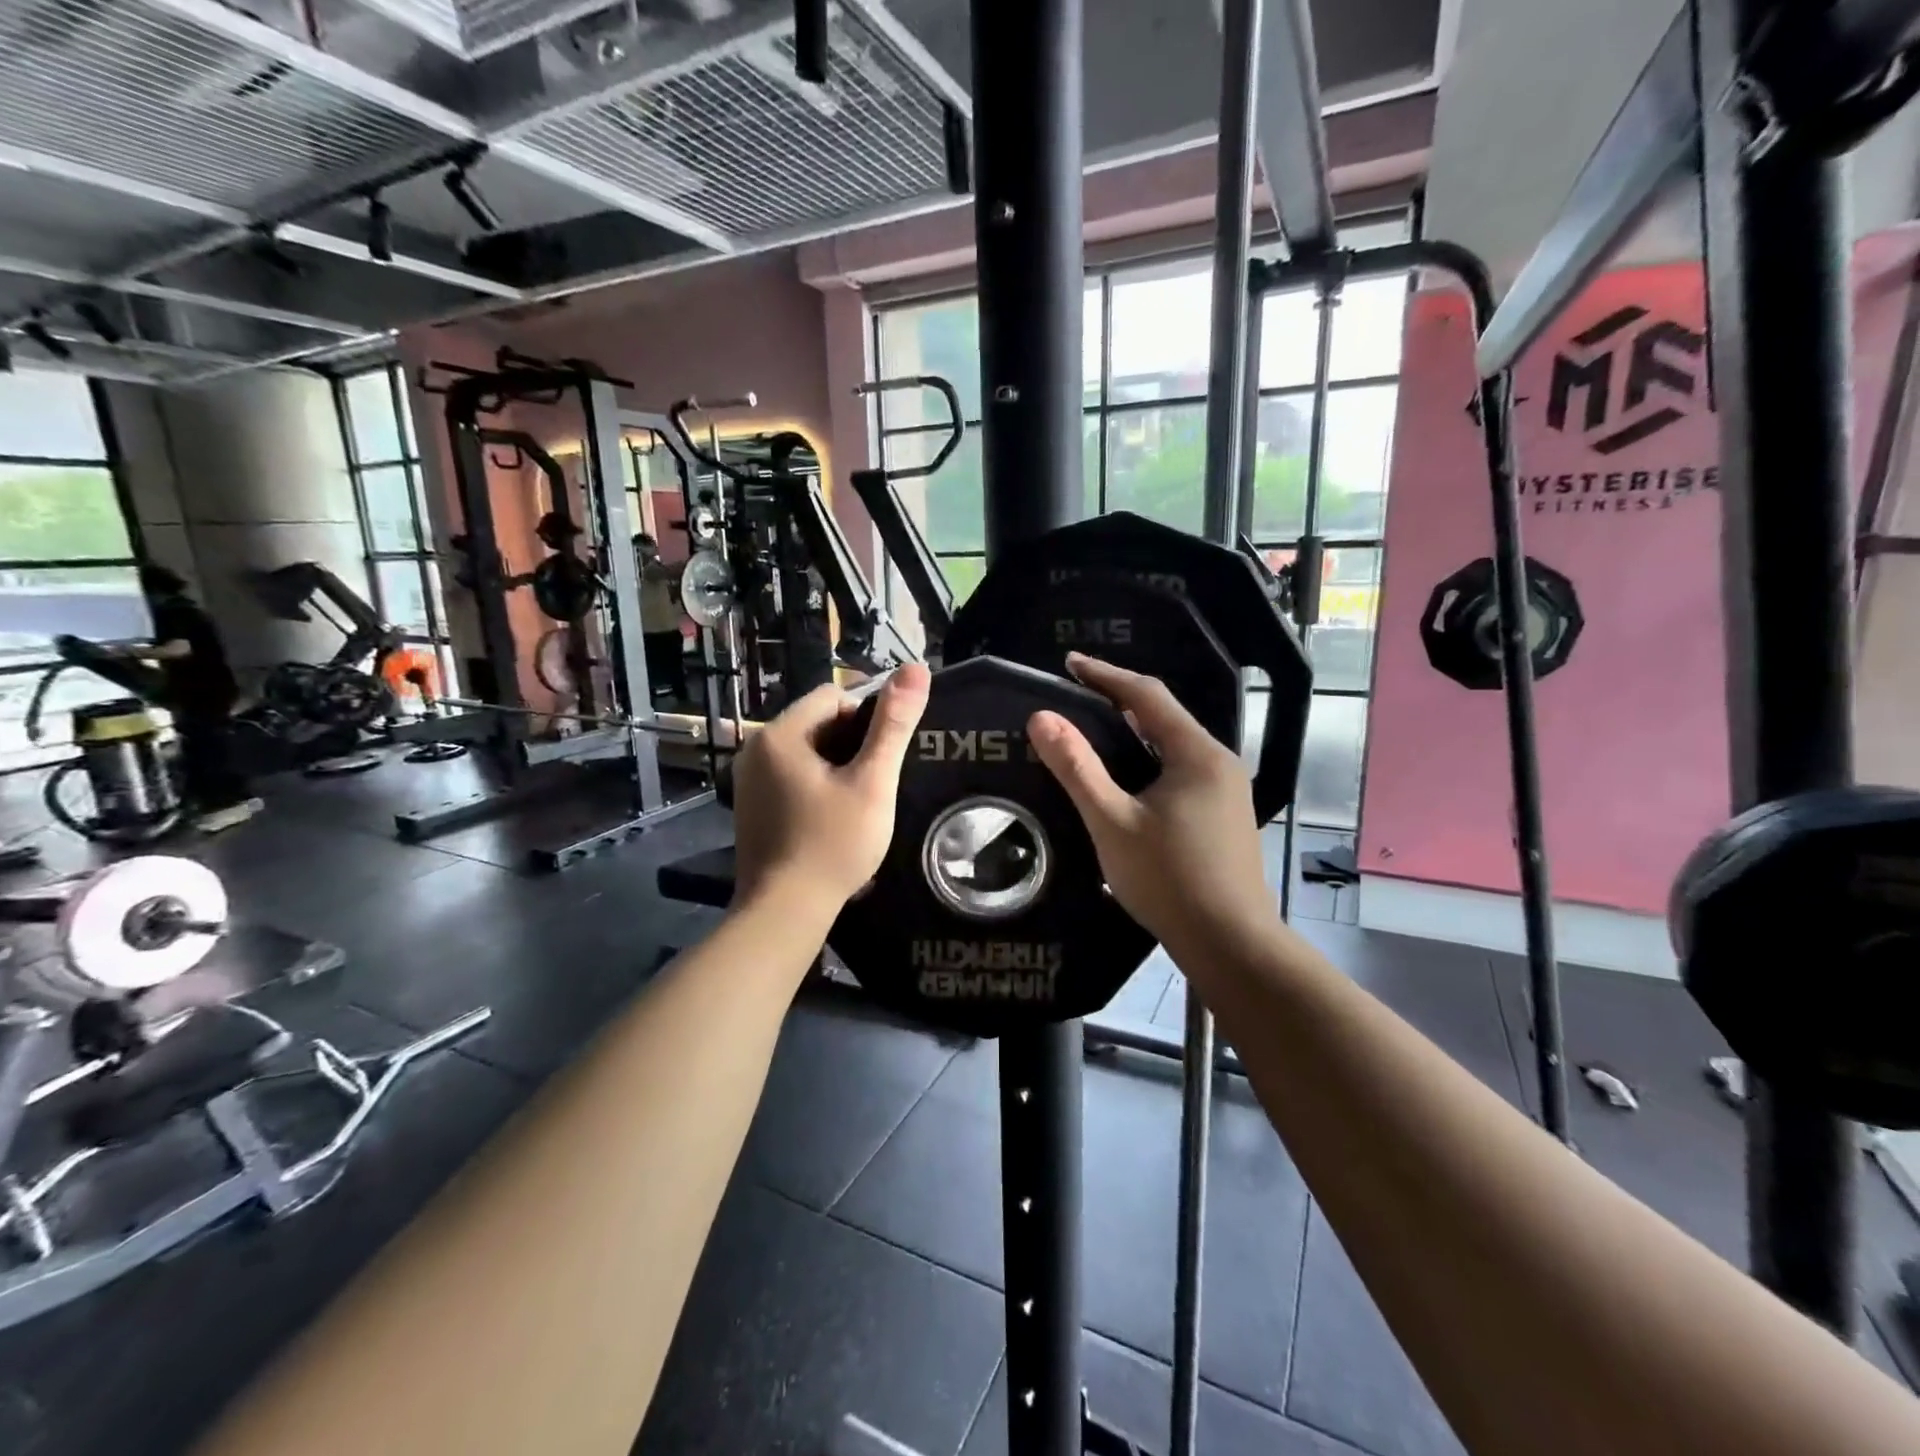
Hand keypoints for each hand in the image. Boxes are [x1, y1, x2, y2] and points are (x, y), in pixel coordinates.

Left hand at [731, 663, 931, 915]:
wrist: (784, 912)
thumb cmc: (833, 845)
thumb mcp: (872, 783)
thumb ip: (894, 725)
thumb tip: (917, 668)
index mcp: (780, 734)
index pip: (833, 696)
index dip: (868, 717)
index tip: (887, 754)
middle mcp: (755, 748)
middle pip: (817, 722)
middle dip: (852, 742)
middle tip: (878, 780)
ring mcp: (748, 780)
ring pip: (806, 751)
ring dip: (837, 765)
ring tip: (861, 799)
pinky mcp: (751, 805)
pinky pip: (791, 776)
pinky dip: (816, 784)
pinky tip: (833, 816)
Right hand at [1029, 654, 1273, 954]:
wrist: (1230, 944)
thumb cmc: (1168, 879)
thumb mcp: (1112, 821)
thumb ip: (1076, 767)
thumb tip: (1041, 717)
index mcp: (1197, 754)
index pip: (1147, 695)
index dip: (1105, 675)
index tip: (1069, 662)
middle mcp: (1219, 762)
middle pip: (1164, 717)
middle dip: (1120, 701)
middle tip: (1076, 696)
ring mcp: (1227, 791)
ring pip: (1173, 746)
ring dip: (1135, 733)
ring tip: (1094, 732)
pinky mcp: (1225, 816)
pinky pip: (1180, 771)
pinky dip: (1148, 762)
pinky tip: (1127, 781)